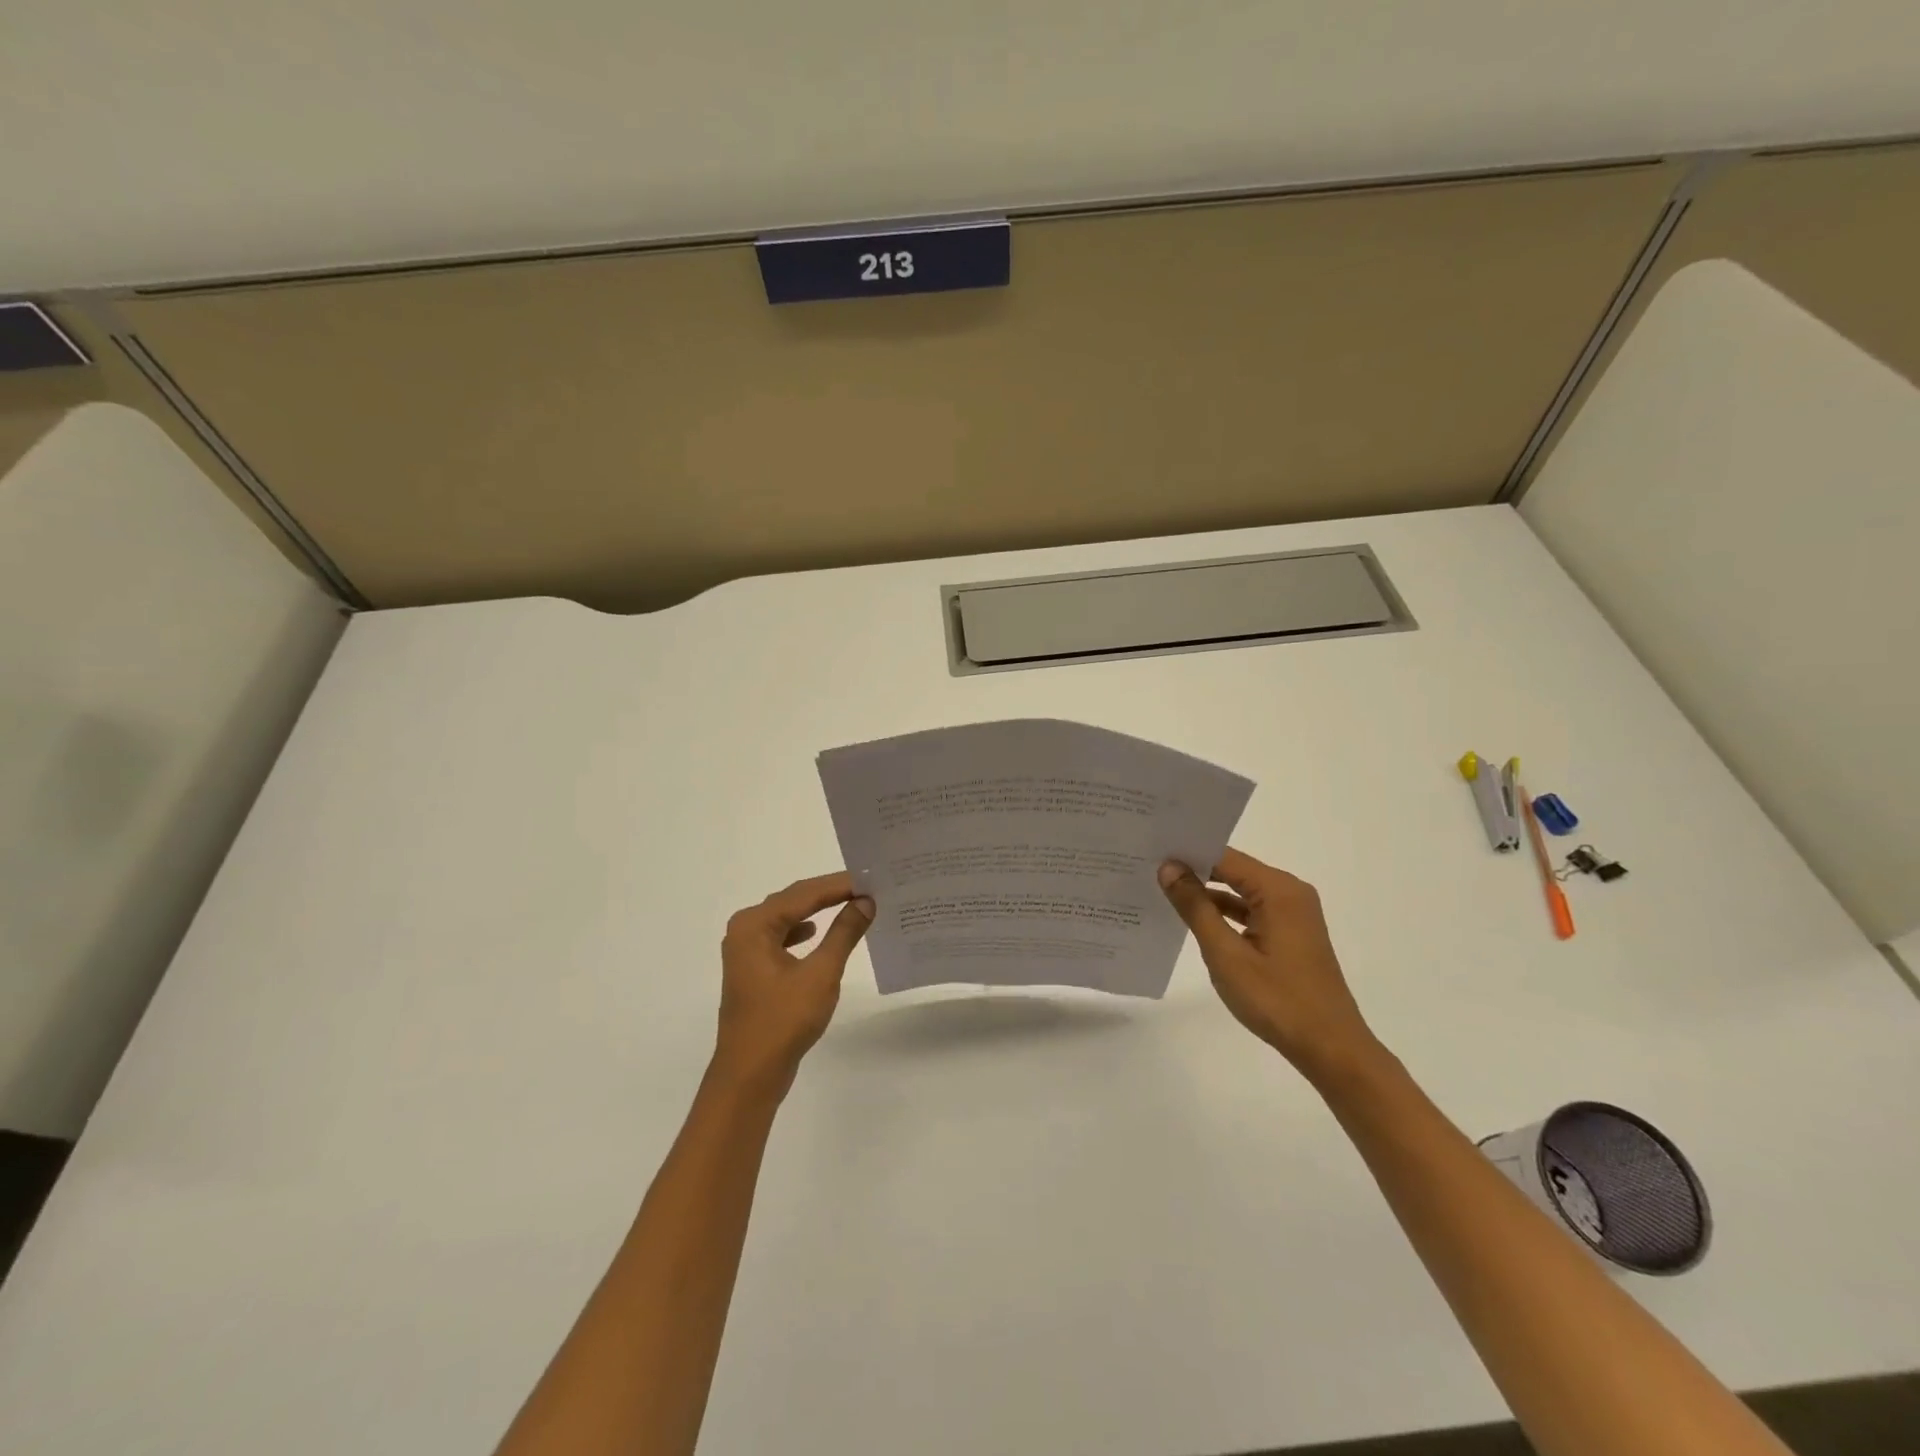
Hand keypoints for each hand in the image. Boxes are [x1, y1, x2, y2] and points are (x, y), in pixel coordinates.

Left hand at [712, 872, 874, 1095]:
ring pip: (787, 917)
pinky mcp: (752, 969)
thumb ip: (844, 933)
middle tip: (866, 886)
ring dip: (817, 910)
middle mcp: (745, 930)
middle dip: (829, 893)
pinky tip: (817, 934)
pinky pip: (781, 937)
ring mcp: (745, 951)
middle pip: (793, 900)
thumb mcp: (821, 973)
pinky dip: (803, 931)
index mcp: (754, 925)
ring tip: (851, 903)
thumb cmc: (783, 1020)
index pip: (803, 893)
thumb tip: (866, 902)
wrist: (750, 1075)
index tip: (871, 878)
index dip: (839, 885)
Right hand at [1159, 848, 1381, 1083]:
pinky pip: (1252, 910)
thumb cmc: (1276, 999)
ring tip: (1163, 890)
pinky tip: (1195, 920)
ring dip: (1208, 894)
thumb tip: (1169, 867)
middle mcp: (1289, 893)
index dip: (1187, 854)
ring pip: (1241, 892)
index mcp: (1278, 890)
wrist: (1330, 1048)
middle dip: (1194, 871)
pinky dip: (1225, 913)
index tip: (1150, 852)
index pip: (1224, 857)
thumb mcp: (1226, 953)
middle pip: (1233, 870)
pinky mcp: (1291, 934)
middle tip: (1150, 868)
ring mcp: (1293, 914)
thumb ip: (1195, 907)